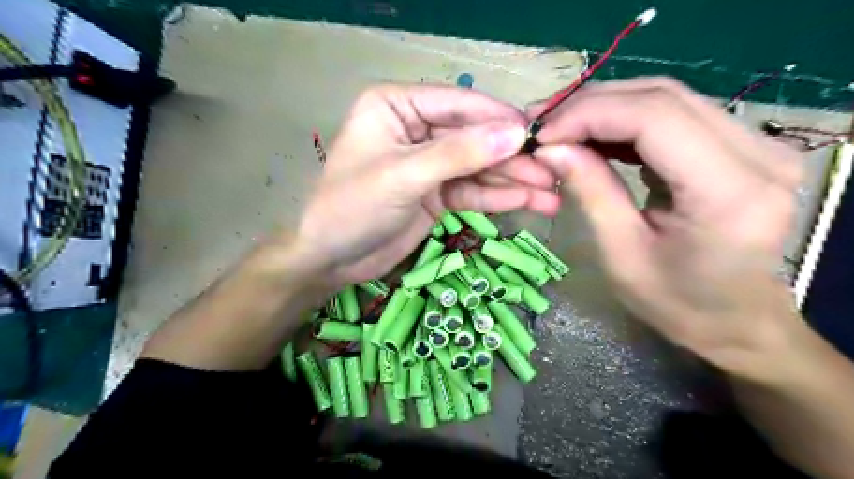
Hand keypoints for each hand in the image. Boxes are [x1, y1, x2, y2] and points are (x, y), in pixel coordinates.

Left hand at [294, 82, 561, 286]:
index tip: (537, 135)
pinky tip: (525, 203)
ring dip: (512, 182)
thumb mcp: (404, 176)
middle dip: (512, 159)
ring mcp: (428, 163)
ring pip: (477, 168)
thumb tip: (514, 135)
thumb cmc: (351, 207)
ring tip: (550, 197)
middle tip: (553, 173)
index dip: (499, 120)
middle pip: (473, 138)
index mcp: (397, 106)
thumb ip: (458, 155)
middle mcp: (416, 128)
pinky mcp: (436, 193)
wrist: (330, 259)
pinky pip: (470, 191)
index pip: (458, 104)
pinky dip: (496, 198)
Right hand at [532, 76, 808, 382]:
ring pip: (666, 98)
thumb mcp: (621, 254)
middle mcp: (758, 154)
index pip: (654, 118)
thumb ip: (590, 191)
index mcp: (730, 192)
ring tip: (562, 129)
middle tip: (544, 126)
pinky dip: (625, 119)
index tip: (542, 135)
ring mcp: (755, 144)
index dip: (589, 115)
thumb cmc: (677, 303)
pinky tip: (594, 136)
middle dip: (591, 105)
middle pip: (661, 97)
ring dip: (605, 108)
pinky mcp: (741, 145)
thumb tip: (550, 147)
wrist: (737, 320)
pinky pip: (673, 115)